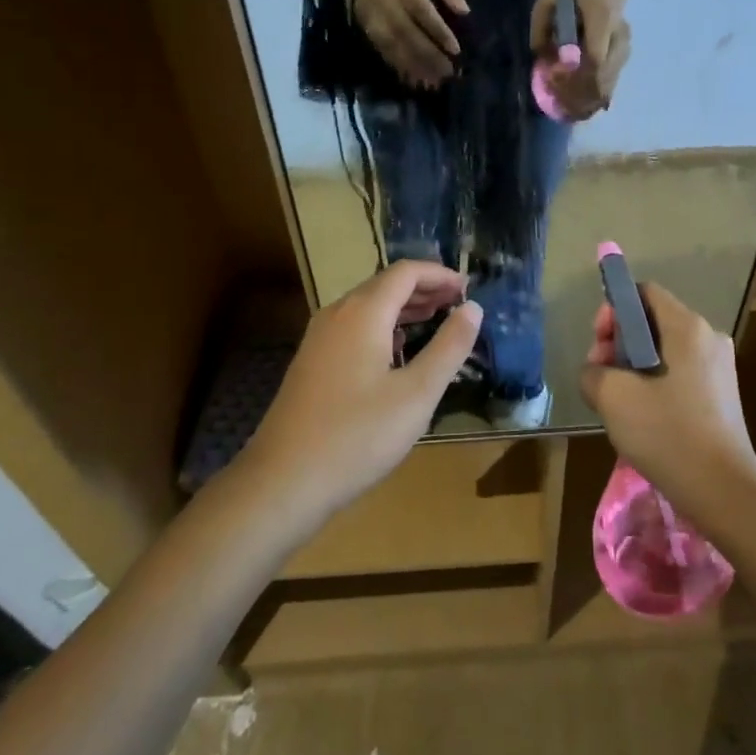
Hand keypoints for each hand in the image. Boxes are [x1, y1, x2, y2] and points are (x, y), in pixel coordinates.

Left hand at [245, 262, 480, 516]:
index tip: (468, 288)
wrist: (282, 482)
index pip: (405, 272)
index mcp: (363, 313)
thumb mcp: (417, 394)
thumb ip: (449, 347)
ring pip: (368, 307)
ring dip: (404, 308)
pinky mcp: (312, 363)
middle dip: (424, 289)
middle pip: (385, 285)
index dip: (439, 274)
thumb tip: (473, 308)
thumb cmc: (357, 436)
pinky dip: (384, 326)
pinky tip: (398, 351)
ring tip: (437, 320)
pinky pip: (354, 327)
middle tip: (458, 304)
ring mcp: (319, 339)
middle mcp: (337, 315)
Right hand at [336, 0, 467, 87]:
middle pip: (402, 27)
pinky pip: (376, 42)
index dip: (436, 29)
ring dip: (409, 63)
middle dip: (425, 54)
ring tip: (430, 81)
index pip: (417, 5)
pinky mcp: (359, 15)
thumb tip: (464, 11)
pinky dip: (393, 60)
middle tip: (445, 73)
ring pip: (387, 39)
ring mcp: (365, 3)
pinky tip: (409, 74)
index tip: (454, 50)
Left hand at [531, 0, 630, 119]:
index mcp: (602, 17)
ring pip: (609, 83)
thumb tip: (541, 59)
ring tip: (569, 112)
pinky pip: (611, 83)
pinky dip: (596, 98)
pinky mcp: (625, 58)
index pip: (595, 56)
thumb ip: (540, 29)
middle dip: (581, 93)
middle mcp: (619, 35)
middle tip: (560, 104)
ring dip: (588, 99)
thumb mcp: (547, 4)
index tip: (556, 82)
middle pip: (603, 75)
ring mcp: (625, 48)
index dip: (576, 74)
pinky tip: (581, 109)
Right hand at [578, 283, 755, 531]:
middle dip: (619, 343)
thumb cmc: (668, 433)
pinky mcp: (722, 395)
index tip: (598, 344)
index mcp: (687, 327)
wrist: (724, 491)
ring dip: (634, 367)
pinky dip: (655, 384)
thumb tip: (596, 372)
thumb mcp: (613, 398)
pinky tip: (643, 417)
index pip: (645, 292)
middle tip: (601, 376)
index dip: (614, 310)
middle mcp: (708, 337)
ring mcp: (719, 367)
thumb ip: (592, 372)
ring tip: (618, 402)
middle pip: (653, 321)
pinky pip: (679, 374)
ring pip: (664, 350)